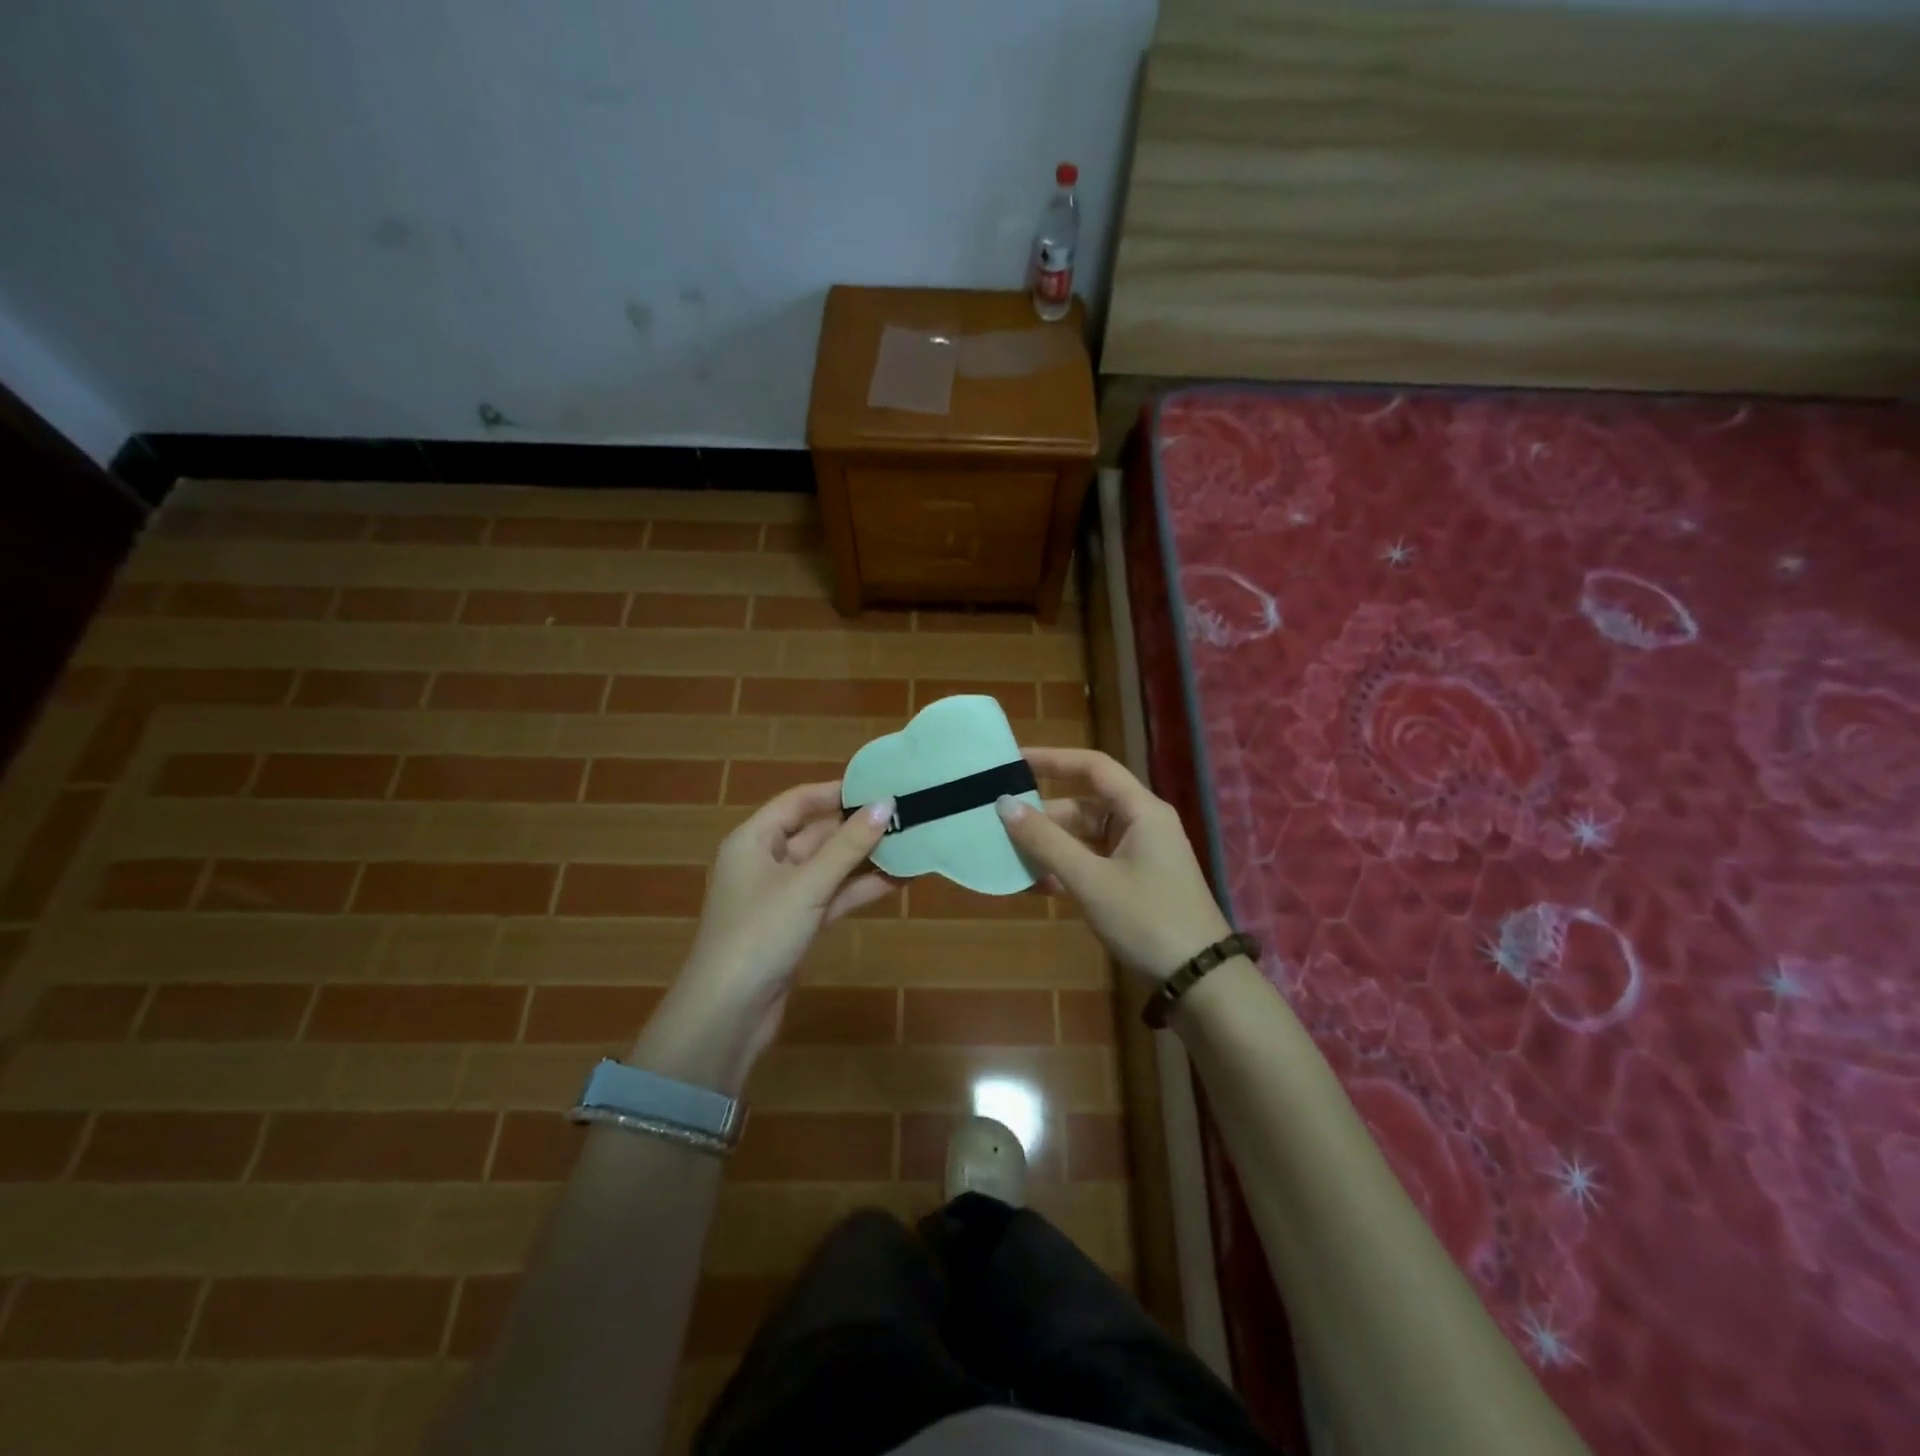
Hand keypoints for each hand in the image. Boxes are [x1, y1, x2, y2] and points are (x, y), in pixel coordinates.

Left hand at [631, 784, 894, 1092]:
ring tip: (911, 843)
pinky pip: (832, 895)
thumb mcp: (807, 884)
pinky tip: (897, 880)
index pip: (798, 801)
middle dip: (858, 826)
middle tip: (906, 814)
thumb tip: (887, 803)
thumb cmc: (760, 934)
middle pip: (816, 833)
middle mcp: (766, 861)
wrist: (729, 1013)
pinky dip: (859, 888)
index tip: (880, 785)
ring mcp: (782, 895)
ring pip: (828, 866)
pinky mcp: (796, 925)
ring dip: (864, 858)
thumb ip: (849, 845)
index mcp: (754, 840)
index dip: (837, 791)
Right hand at [997, 748, 1230, 981]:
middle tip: (1002, 825)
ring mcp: (1141, 854)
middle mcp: (1143, 824)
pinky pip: (1095, 862)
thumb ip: (1046, 841)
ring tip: (1011, 857)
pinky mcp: (1136, 881)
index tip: (1014, 762)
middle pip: (1086, 805)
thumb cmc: (1146, 919)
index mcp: (1142, 811)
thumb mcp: (1090, 880)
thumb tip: (1004, 805)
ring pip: (1087, 837)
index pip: (1093, 767)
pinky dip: (1068, 868)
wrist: (1199, 979)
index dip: (1053, 759)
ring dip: (1053, 846)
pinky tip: (1037, 884)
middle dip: (1045, 816)